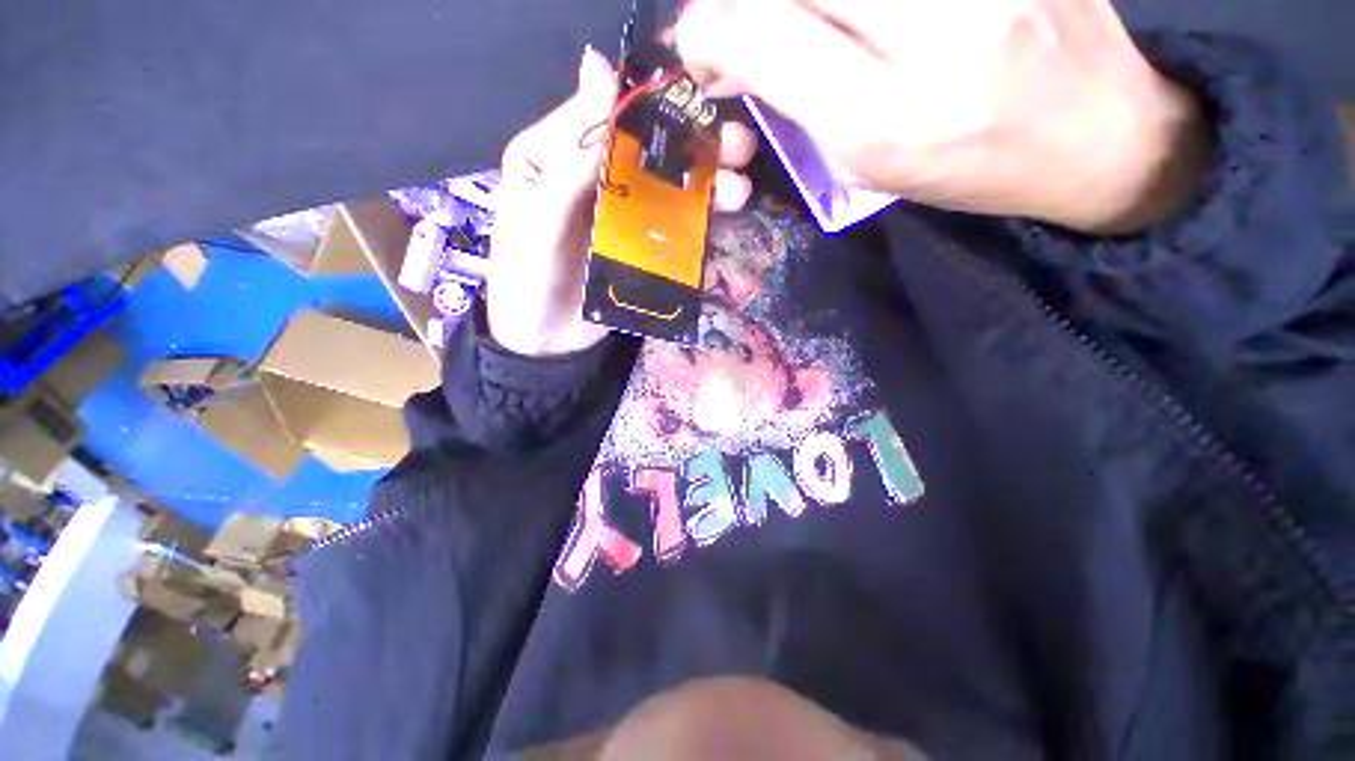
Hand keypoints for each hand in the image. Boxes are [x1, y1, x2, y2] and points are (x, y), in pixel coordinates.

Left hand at [488, 47, 758, 356]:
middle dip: (693, 142)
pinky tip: (724, 217)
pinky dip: (699, 218)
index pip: (605, 111)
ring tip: (739, 190)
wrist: (544, 340)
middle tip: (737, 147)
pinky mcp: (639, 243)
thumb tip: (600, 66)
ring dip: (705, 181)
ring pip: (667, 183)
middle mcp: (591, 174)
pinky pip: (672, 222)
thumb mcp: (538, 220)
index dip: (650, 102)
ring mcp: (620, 210)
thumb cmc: (526, 279)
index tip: (699, 102)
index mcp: (555, 154)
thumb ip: (571, 159)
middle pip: (646, 146)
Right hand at [674, 0, 1210, 232]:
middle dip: (742, 0)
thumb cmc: (967, 163)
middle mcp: (927, 17)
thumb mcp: (864, 158)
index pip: (757, 30)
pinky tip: (849, 9)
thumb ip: (792, 97)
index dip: (706, 29)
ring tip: (796, 19)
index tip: (700, 49)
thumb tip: (730, 46)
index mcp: (879, 111)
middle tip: (742, 26)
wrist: (1096, 126)